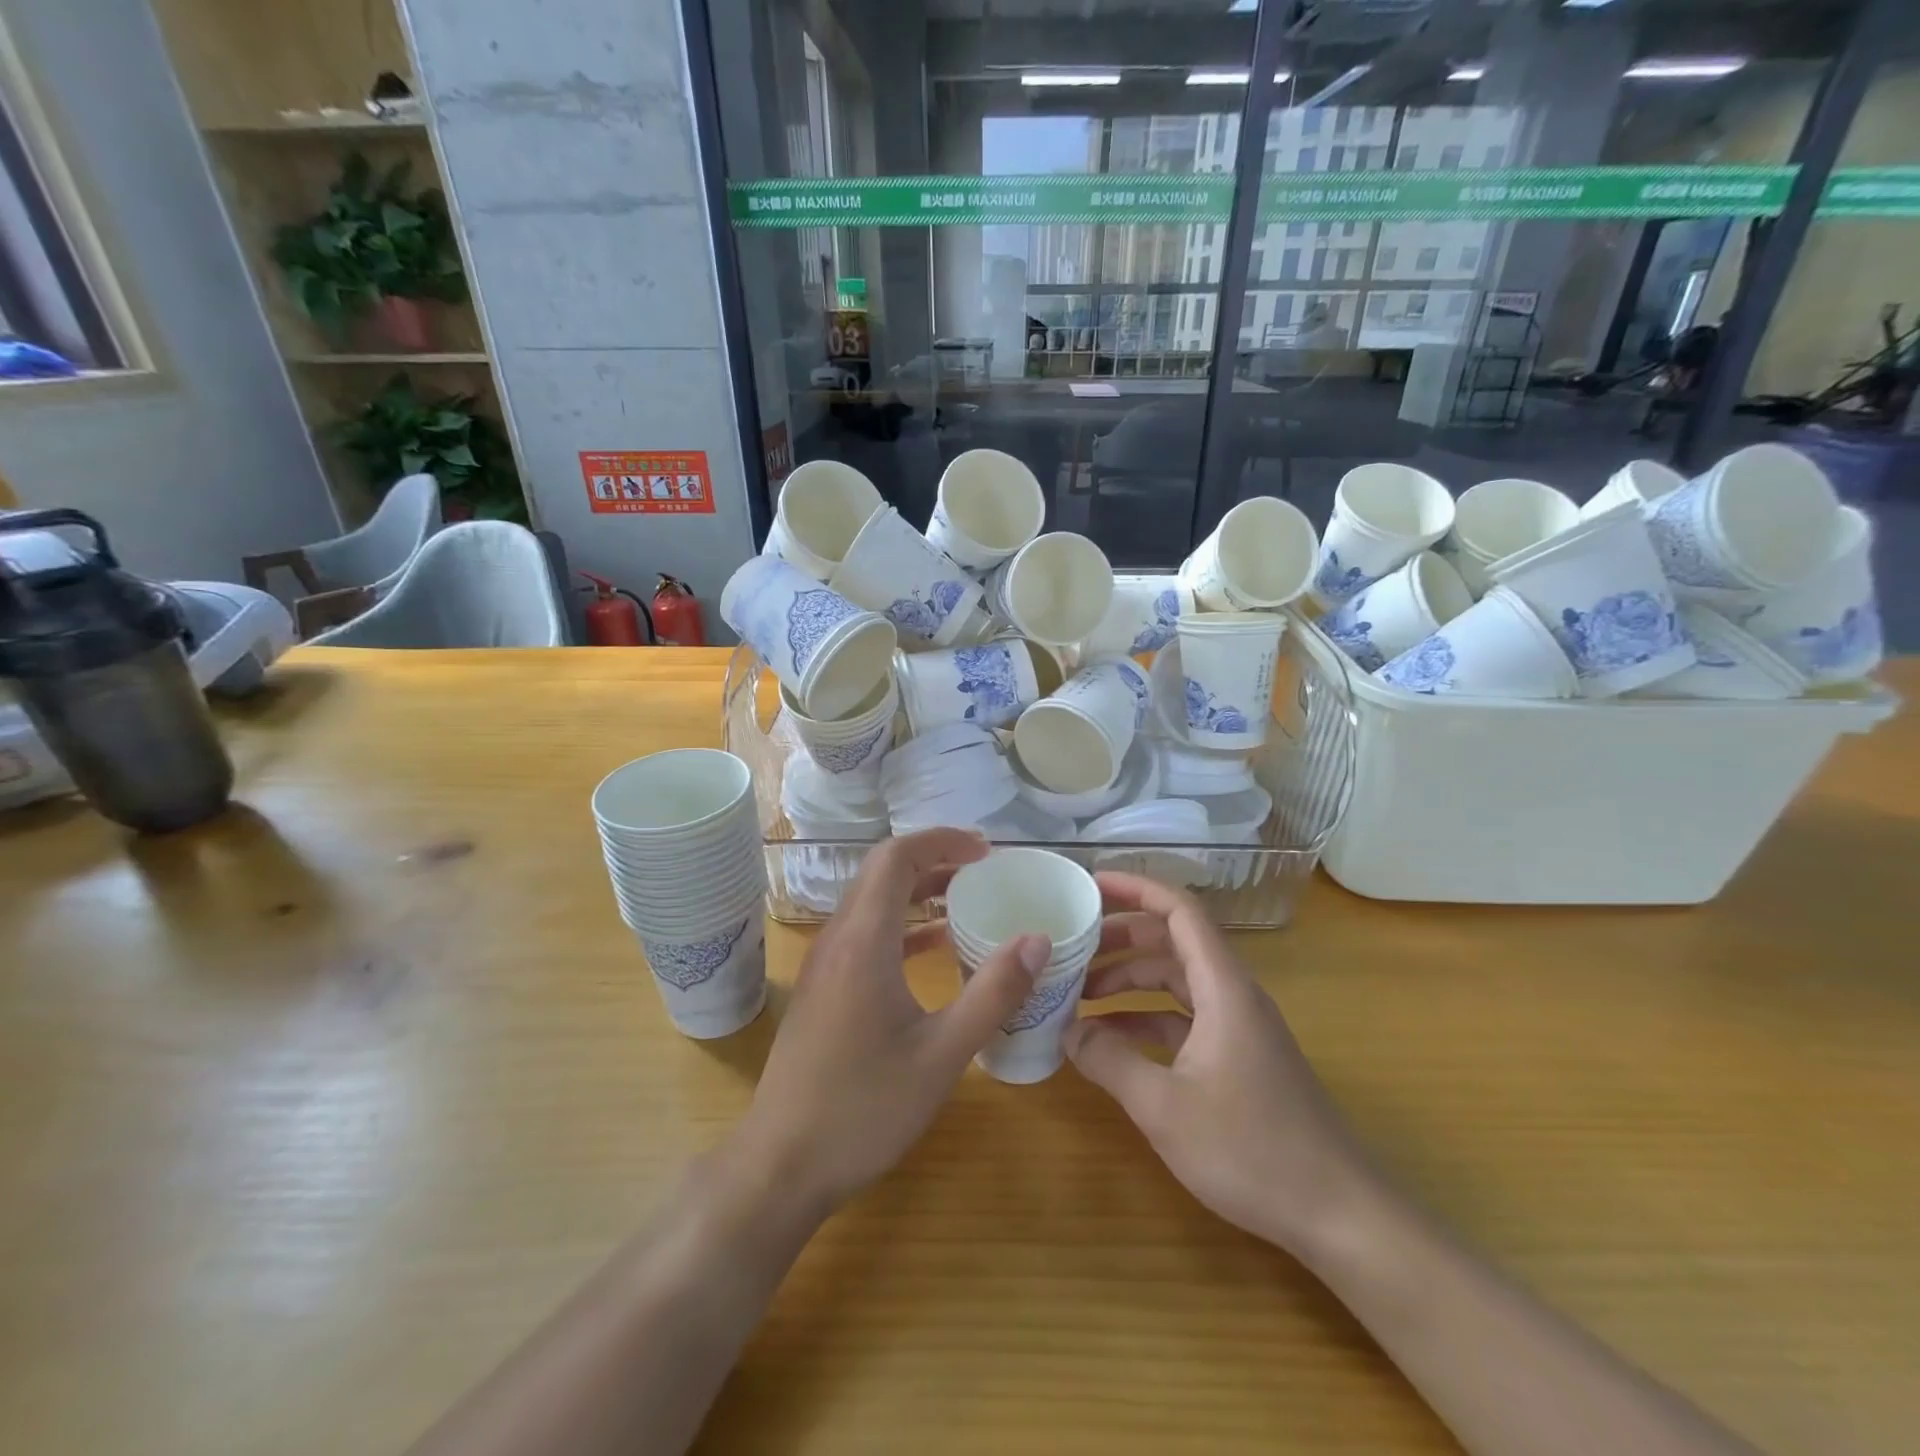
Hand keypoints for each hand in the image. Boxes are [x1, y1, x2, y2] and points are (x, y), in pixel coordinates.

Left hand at [732, 828, 1048, 1218]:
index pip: (896, 857)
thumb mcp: (942, 1055)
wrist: (781, 1164)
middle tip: (985, 869)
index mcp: (864, 941)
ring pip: (873, 902)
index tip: (986, 850)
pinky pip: (866, 933)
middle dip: (935, 859)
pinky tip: (935, 948)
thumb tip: (1038, 939)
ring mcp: (825, 963)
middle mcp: (838, 939)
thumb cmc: (864, 1108)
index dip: (942, 841)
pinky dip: (903, 924)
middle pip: (883, 872)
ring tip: (968, 898)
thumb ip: (993, 992)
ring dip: (918, 890)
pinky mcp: (824, 987)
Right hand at [1064, 873, 1373, 1254]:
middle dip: (1121, 938)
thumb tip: (1066, 1032)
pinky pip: (1184, 1017)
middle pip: (1173, 942)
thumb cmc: (1252, 1149)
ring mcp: (1238, 1026)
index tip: (1091, 885)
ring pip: (1176, 980)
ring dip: (1130, 981)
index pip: (1179, 911)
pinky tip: (1113, 1041)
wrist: (1340, 1214)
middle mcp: (1232, 994)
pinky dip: (1146, 1018)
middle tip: (1072, 946)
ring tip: (1080, 995)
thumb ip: (1109, 1061)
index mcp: (1223, 987)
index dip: (1136, 889)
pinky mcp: (1239, 1057)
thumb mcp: (1164, 1106)